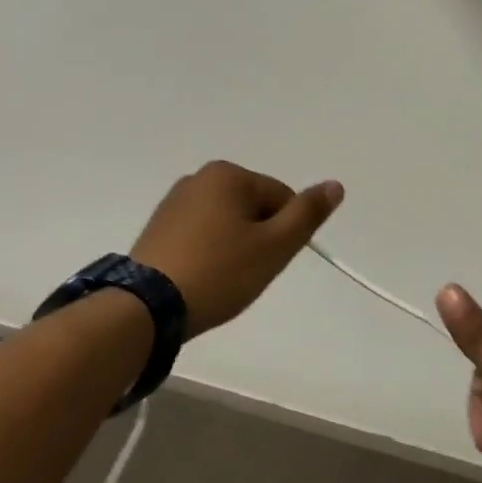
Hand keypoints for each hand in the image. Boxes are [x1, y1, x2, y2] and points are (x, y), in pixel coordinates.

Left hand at [131, 161, 342, 336]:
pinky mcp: (157, 227)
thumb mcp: (274, 246)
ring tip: (221, 279)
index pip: (280, 198)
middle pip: (253, 207)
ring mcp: (173, 202)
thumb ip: (307, 214)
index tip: (267, 262)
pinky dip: (208, 253)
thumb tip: (335, 185)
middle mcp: (199, 177)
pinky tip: (201, 278)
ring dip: (233, 247)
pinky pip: (199, 234)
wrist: (146, 308)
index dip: (283, 233)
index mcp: (228, 174)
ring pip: (226, 222)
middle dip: (258, 238)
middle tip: (245, 273)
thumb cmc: (219, 272)